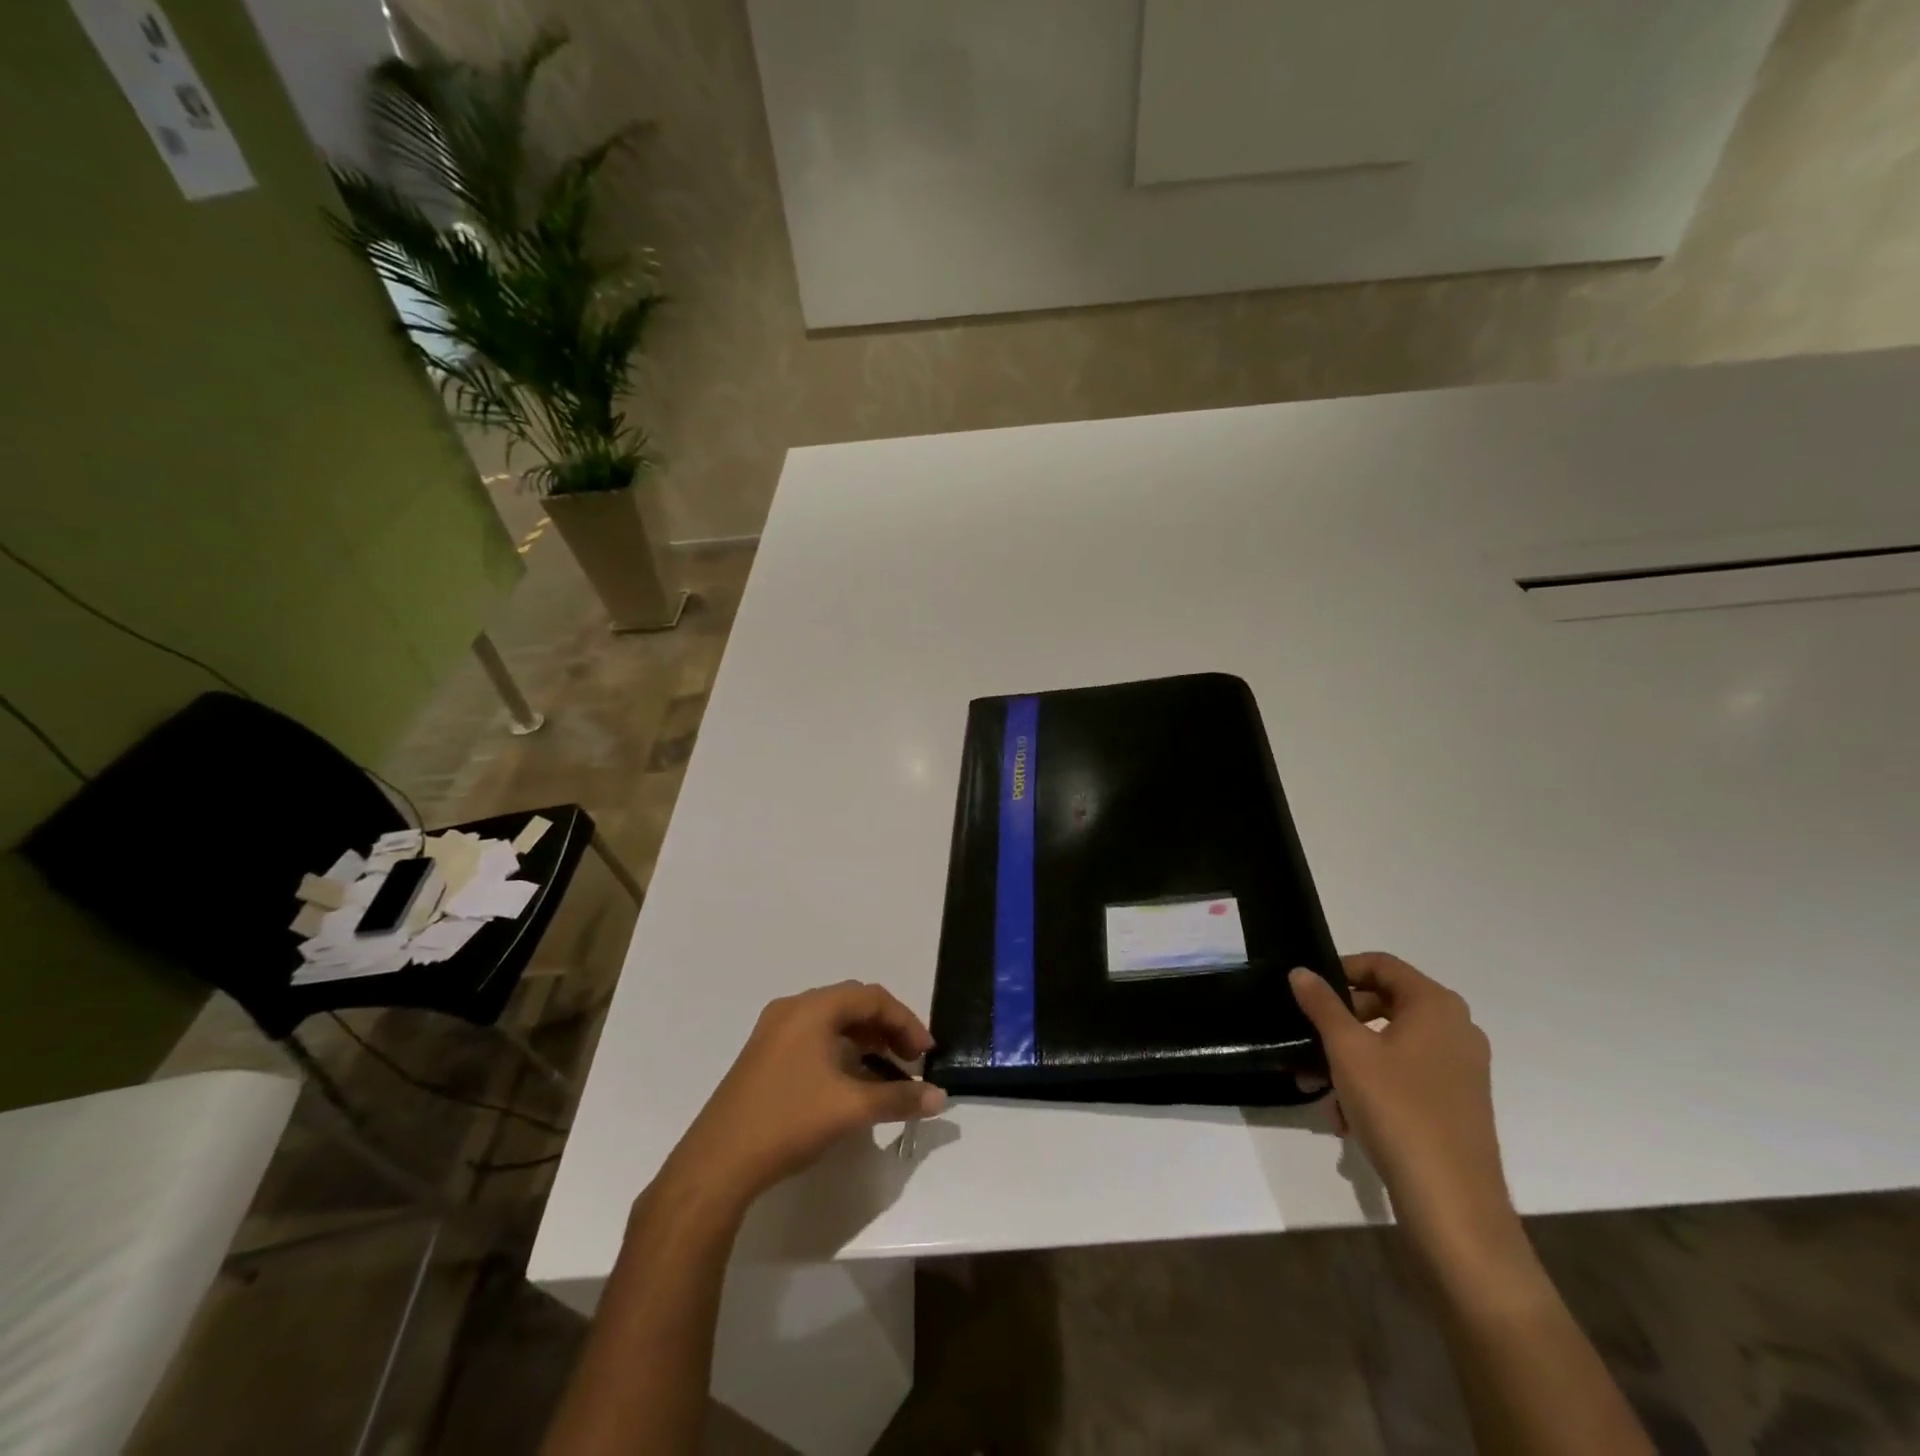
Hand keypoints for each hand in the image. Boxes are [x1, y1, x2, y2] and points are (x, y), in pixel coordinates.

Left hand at [658, 982, 946, 1209]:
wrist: (717, 1164)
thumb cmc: (788, 1121)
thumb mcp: (851, 1109)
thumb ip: (900, 1098)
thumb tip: (940, 1098)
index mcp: (812, 1008)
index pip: (872, 998)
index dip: (905, 1022)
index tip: (926, 1054)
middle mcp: (792, 1009)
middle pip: (852, 1005)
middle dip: (887, 1029)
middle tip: (911, 1060)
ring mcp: (774, 1032)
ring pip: (832, 1023)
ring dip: (865, 1041)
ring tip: (888, 1072)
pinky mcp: (764, 1056)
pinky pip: (814, 1039)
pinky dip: (842, 1051)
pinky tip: (853, 1082)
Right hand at [1291, 954, 1521, 1268]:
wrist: (1452, 1203)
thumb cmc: (1397, 1109)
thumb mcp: (1347, 1049)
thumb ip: (1321, 1004)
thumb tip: (1301, 971)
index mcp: (1436, 1006)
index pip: (1382, 965)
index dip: (1340, 970)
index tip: (1306, 990)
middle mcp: (1456, 1029)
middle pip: (1385, 1003)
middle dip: (1339, 1020)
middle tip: (1307, 1037)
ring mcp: (1460, 1069)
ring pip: (1390, 1044)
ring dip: (1348, 1058)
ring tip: (1316, 1086)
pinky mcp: (1456, 1103)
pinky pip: (1404, 1075)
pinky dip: (1371, 1085)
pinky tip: (1344, 1117)